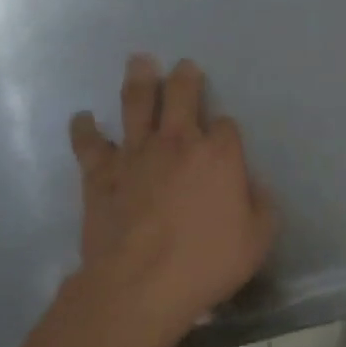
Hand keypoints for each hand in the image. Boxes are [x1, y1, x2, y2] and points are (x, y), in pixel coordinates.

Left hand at [66, 55, 277, 346]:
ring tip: (139, 62)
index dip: (227, 131)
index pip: (227, 127)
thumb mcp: (258, 240)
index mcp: (219, 156)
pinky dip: (85, 128)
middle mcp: (177, 143)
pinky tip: (84, 118)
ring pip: (136, 104)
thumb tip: (252, 187)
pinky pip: (89, 142)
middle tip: (184, 68)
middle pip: (182, 95)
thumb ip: (261, 206)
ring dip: (139, 80)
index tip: (225, 140)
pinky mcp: (100, 173)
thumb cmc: (207, 263)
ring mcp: (135, 154)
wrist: (141, 284)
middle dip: (185, 78)